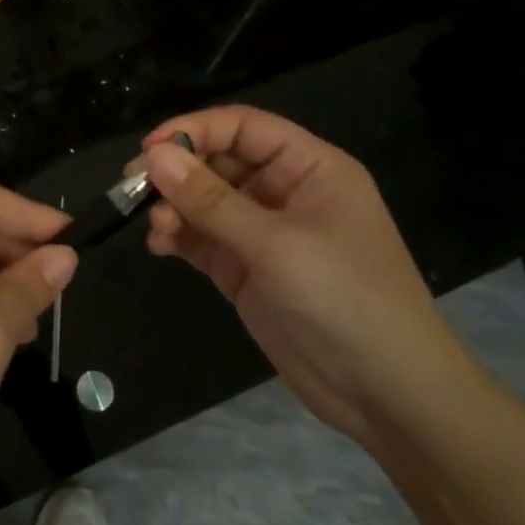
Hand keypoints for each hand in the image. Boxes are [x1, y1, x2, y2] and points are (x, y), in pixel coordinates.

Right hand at [140, 106, 480, 447]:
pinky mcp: (245, 269)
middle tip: (136, 186)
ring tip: (157, 227)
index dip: (195, 129)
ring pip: (204, 201)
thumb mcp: (276, 245)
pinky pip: (202, 238)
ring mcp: (263, 233)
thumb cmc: (345, 301)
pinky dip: (178, 237)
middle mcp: (285, 192)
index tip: (150, 148)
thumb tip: (154, 155)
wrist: (388, 398)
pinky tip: (160, 246)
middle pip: (218, 161)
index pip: (243, 127)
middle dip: (178, 172)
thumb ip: (210, 200)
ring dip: (174, 207)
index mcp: (310, 169)